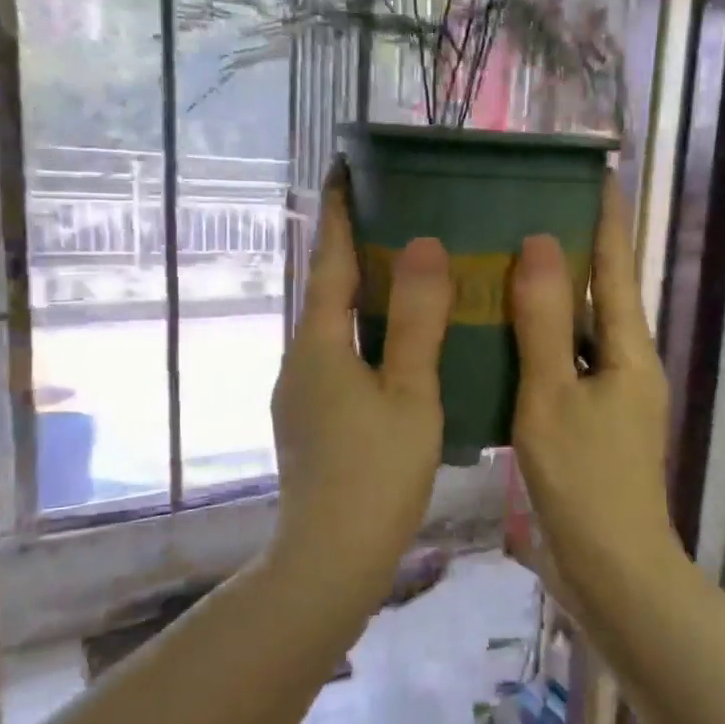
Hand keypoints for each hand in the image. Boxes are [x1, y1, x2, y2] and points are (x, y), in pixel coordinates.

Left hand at [270, 165, 449, 588]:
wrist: (331, 557)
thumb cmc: (376, 473)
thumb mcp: (410, 394)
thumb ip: (417, 321)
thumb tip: (423, 246)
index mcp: (319, 343)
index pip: (330, 261)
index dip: (339, 211)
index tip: (346, 166)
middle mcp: (301, 359)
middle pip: (329, 290)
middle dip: (355, 249)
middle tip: (398, 217)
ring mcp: (302, 392)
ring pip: (335, 327)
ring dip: (364, 296)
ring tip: (409, 276)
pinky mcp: (312, 419)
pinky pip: (341, 357)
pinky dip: (368, 335)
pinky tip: (401, 348)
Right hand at [510, 186, 678, 579]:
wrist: (611, 566)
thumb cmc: (585, 480)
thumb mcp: (554, 397)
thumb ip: (547, 323)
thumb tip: (541, 245)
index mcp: (630, 350)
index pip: (619, 265)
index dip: (608, 217)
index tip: (598, 171)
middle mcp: (627, 364)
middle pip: (604, 293)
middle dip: (577, 249)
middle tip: (533, 207)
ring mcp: (610, 394)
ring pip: (581, 330)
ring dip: (554, 295)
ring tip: (510, 258)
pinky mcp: (590, 421)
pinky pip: (565, 363)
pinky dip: (541, 340)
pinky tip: (504, 333)